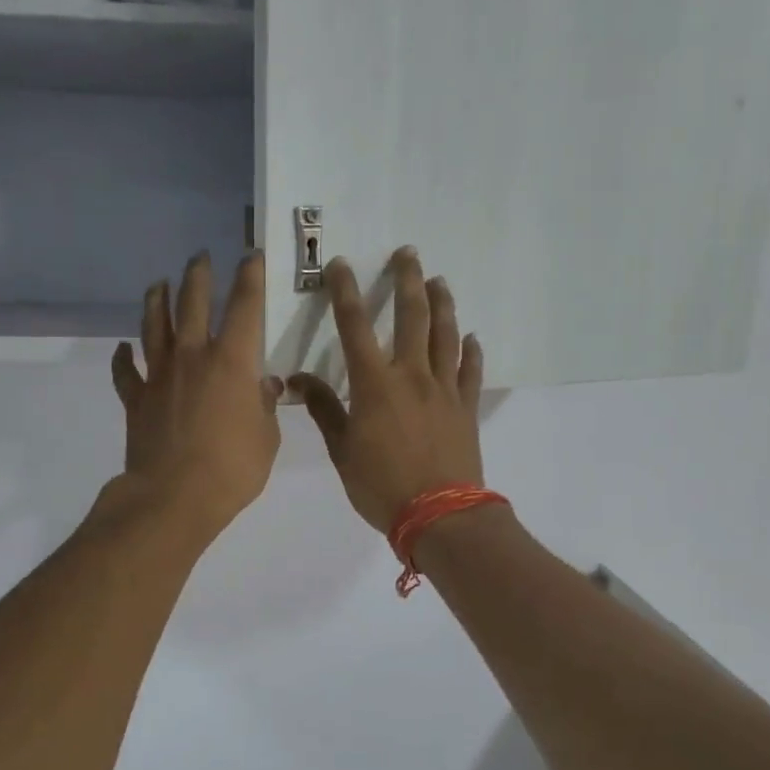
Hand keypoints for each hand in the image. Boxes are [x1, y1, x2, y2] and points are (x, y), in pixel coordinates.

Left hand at [108, 251, 283, 542]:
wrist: (174, 497)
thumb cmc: (232, 469)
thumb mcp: (267, 439)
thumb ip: (264, 406)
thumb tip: (264, 385)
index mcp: (232, 361)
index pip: (244, 306)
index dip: (249, 277)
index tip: (250, 256)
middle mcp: (192, 356)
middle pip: (191, 303)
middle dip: (197, 276)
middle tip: (199, 256)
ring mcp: (159, 376)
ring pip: (154, 326)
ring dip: (156, 301)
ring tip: (158, 283)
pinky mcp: (136, 399)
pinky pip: (125, 372)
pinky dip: (123, 358)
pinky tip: (123, 348)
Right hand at [290, 248, 484, 534]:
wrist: (439, 515)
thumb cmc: (381, 485)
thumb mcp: (343, 451)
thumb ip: (325, 410)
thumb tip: (299, 380)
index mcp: (375, 384)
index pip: (354, 327)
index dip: (345, 292)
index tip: (341, 265)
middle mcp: (412, 375)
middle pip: (412, 317)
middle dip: (408, 280)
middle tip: (408, 254)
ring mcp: (444, 389)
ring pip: (445, 335)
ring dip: (442, 304)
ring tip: (440, 281)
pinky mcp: (466, 407)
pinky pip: (470, 371)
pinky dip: (471, 351)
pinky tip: (471, 337)